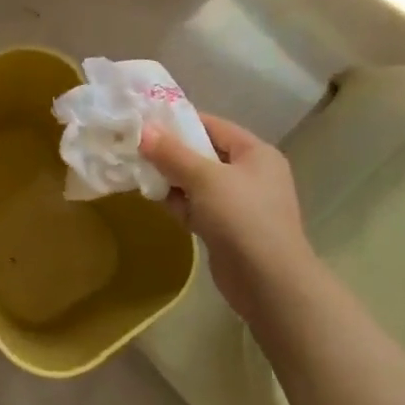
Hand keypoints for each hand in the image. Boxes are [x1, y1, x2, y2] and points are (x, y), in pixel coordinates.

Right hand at [140, 112, 319, 321]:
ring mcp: (240, 203)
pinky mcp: (227, 228)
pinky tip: (152, 197)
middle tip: (135, 146)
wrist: (269, 283)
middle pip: (203, 153)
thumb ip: (172, 153)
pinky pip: (197, 205)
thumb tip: (144, 130)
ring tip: (137, 170)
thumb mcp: (204, 178)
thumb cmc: (242, 218)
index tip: (145, 120)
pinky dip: (178, 201)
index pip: (213, 125)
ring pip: (197, 181)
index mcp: (255, 153)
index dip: (180, 120)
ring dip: (170, 178)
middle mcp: (251, 174)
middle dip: (170, 151)